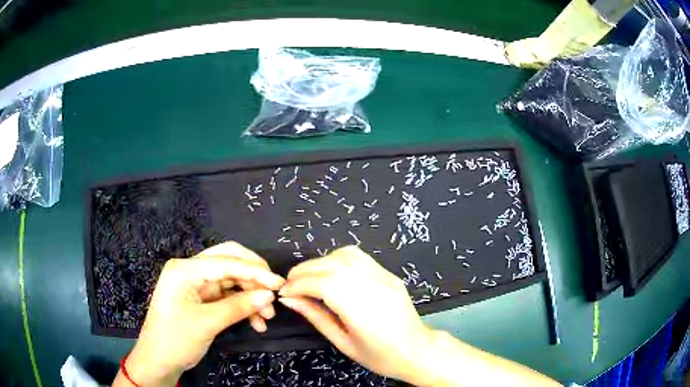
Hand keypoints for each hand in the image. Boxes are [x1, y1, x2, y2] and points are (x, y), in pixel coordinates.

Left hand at [118, 242, 284, 385]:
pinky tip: (256, 322)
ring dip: (250, 295)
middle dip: (253, 277)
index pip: (225, 262)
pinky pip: (228, 296)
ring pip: (231, 280)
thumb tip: (269, 295)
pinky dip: (242, 306)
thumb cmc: (175, 339)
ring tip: (266, 317)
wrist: (159, 361)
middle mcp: (190, 271)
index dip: (254, 271)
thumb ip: (238, 307)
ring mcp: (196, 285)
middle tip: (273, 293)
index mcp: (185, 270)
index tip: (279, 283)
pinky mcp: (202, 299)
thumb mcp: (207, 323)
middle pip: (228, 262)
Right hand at [278, 246, 433, 382]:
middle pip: (333, 266)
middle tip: (289, 283)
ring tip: (306, 277)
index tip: (284, 292)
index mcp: (364, 312)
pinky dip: (337, 258)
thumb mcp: (343, 343)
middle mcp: (375, 288)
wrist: (417, 350)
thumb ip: (316, 317)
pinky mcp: (389, 274)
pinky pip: (359, 257)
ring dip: (320, 262)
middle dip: (304, 271)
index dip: (299, 284)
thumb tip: (289, 299)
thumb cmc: (380, 356)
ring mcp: (385, 278)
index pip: (324, 284)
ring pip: (345, 256)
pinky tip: (329, 271)